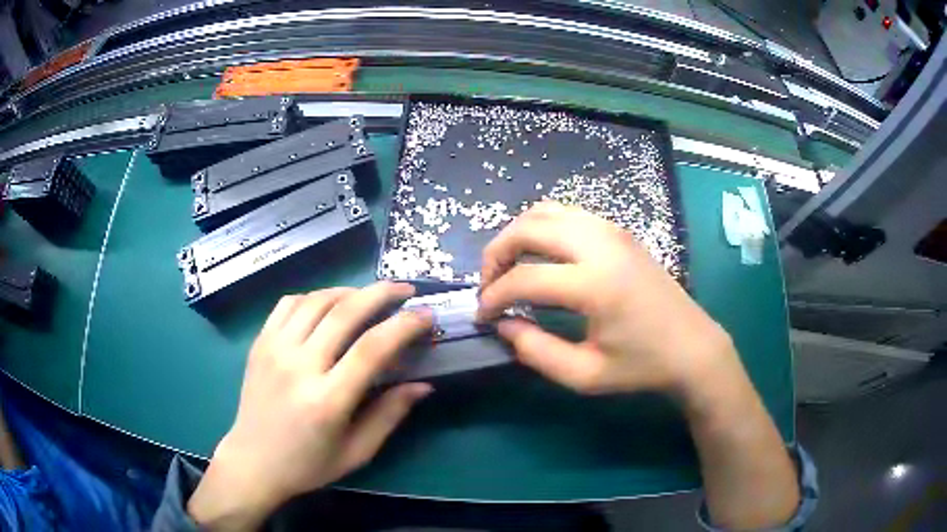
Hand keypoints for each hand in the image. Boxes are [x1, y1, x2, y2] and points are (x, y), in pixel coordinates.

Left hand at [188, 283, 432, 529]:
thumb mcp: (356, 452)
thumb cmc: (308, 464)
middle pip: (344, 312)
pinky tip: (328, 305)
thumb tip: (423, 385)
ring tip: (370, 296)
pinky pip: (288, 303)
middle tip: (405, 290)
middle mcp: (298, 367)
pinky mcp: (259, 343)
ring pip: (316, 301)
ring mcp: (274, 350)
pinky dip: (314, 296)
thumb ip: (390, 415)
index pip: (372, 349)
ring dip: (349, 291)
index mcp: (326, 401)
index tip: (426, 316)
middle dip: (381, 293)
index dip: (404, 326)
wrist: (253, 461)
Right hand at [480, 203, 800, 528]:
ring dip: (518, 235)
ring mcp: (612, 231)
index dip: (494, 297)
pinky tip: (542, 257)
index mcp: (596, 283)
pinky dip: (542, 229)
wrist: (692, 347)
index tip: (483, 317)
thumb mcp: (584, 375)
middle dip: (497, 253)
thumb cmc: (641, 366)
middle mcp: (602, 244)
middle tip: (489, 285)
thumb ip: (535, 351)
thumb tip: (503, 325)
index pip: (525, 278)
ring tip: (510, 268)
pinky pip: (567, 214)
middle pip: (529, 227)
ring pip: (546, 211)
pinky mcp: (619, 231)